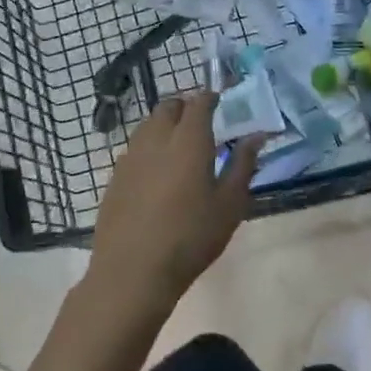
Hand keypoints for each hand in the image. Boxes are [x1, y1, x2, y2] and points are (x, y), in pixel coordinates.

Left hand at [87, 93, 261, 317]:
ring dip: (165, 126)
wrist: (133, 271)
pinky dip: (148, 149)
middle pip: (169, 107)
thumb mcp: (229, 205)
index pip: (199, 103)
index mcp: (189, 140)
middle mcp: (156, 139)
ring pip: (148, 125)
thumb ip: (243, 164)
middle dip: (185, 108)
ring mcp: (130, 156)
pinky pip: (134, 149)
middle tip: (201, 125)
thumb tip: (256, 136)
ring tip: (179, 147)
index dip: (211, 98)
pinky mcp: (115, 177)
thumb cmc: (191, 237)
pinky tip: (156, 174)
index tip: (220, 103)